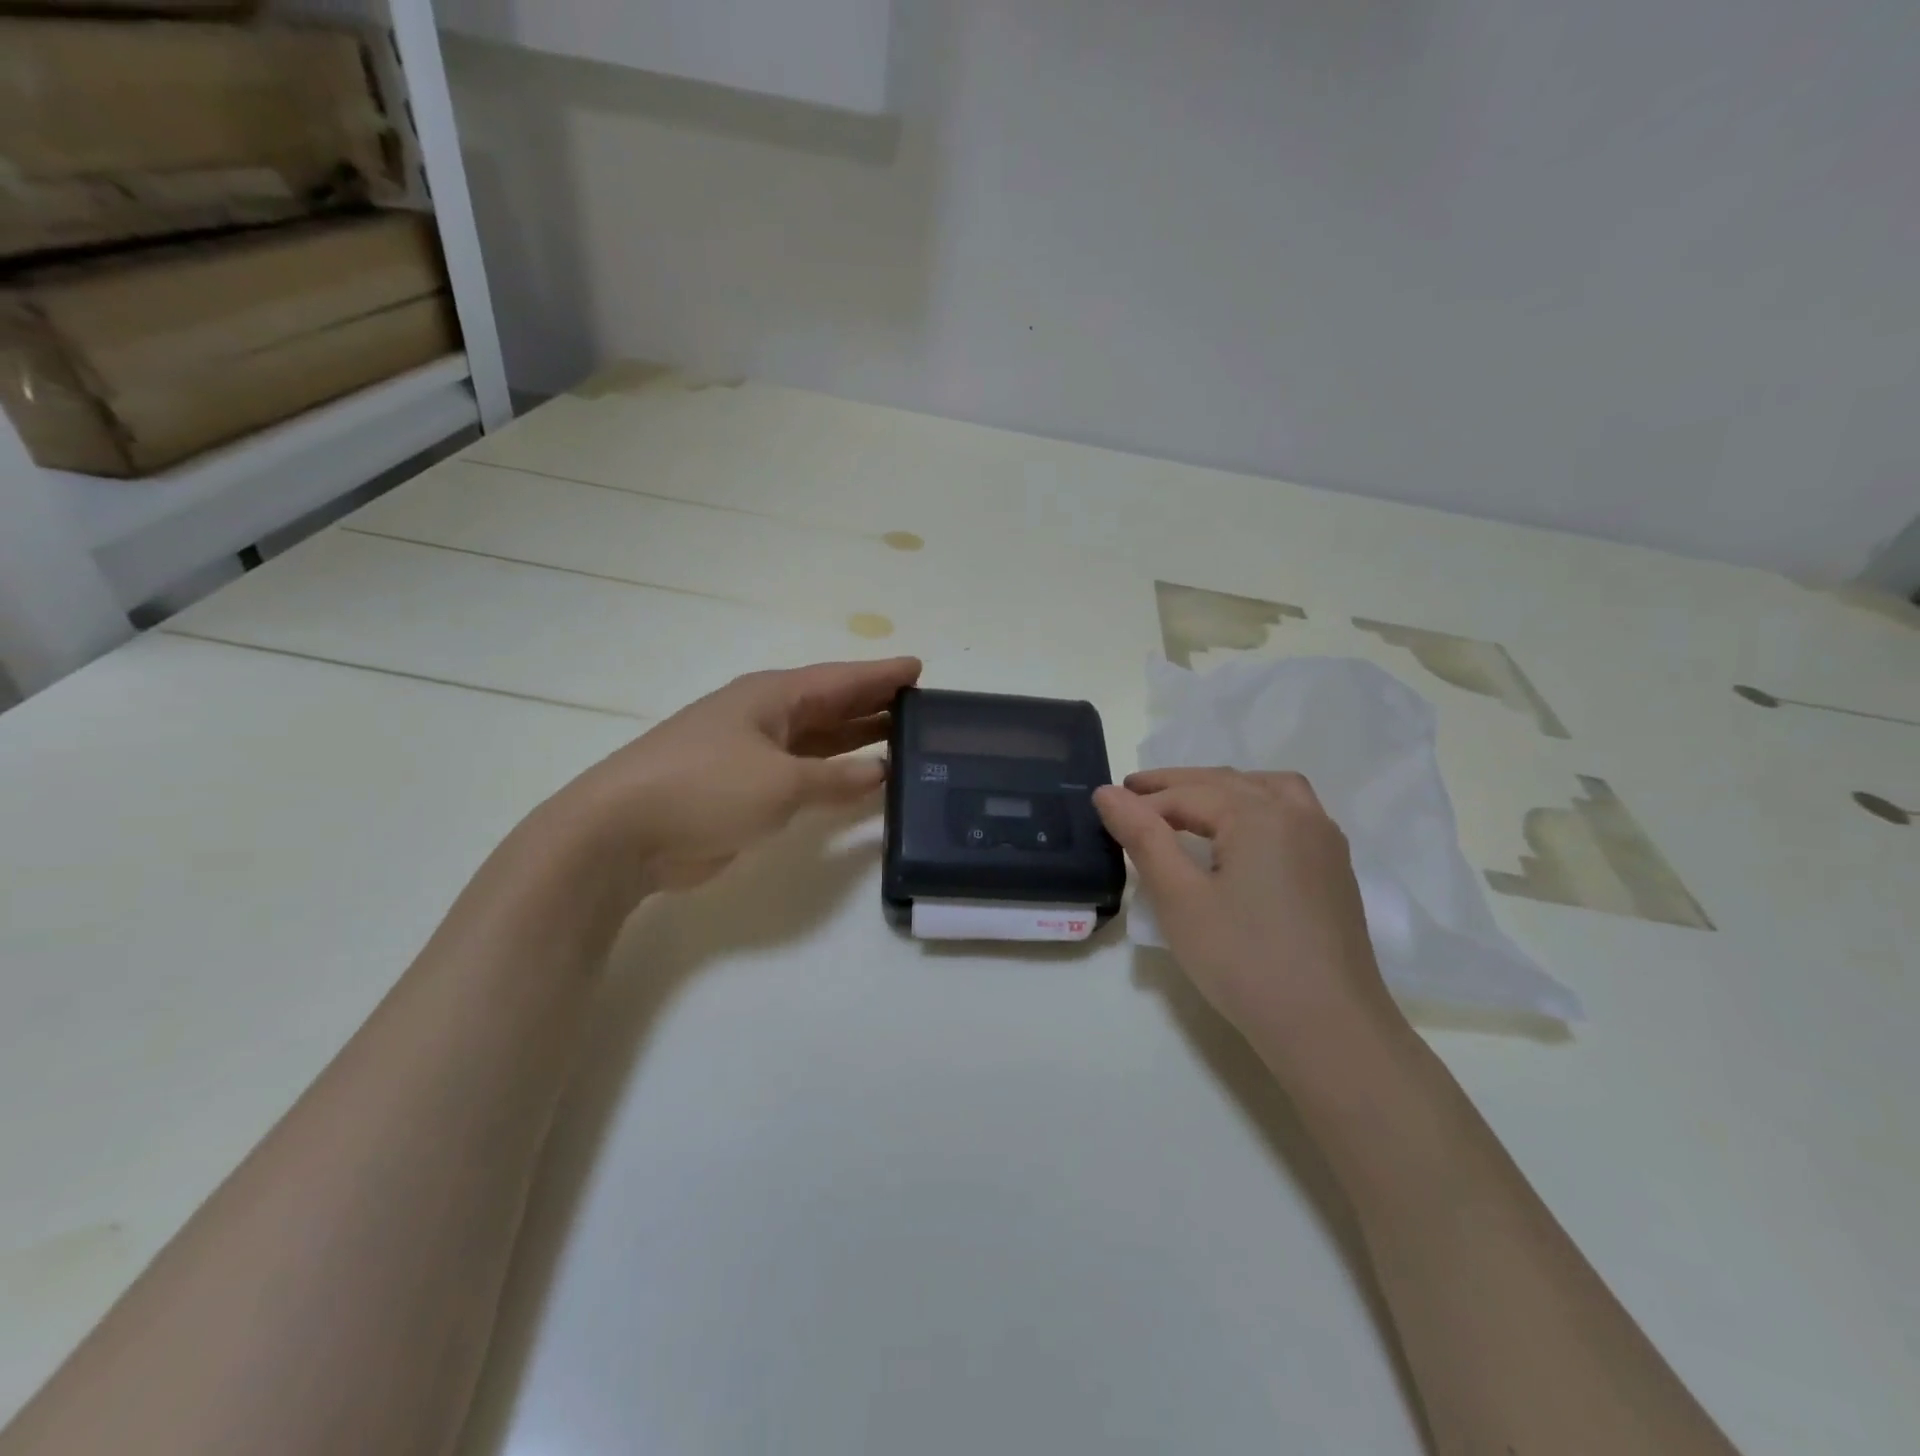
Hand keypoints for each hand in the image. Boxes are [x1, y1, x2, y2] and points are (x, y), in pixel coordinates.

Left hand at [556, 657, 921, 897]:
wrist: (621, 833)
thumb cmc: (706, 789)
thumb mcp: (782, 783)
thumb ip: (836, 779)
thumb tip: (879, 772)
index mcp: (772, 697)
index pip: (841, 679)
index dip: (881, 675)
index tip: (919, 668)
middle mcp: (764, 717)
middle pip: (831, 705)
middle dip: (874, 705)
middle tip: (921, 707)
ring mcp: (751, 753)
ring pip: (817, 740)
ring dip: (856, 739)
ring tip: (902, 739)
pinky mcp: (742, 788)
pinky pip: (802, 773)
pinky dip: (831, 774)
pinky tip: (858, 781)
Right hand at [1094, 768, 1398, 1061]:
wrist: (1329, 1029)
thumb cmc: (1243, 961)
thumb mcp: (1179, 897)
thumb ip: (1143, 837)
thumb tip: (1107, 793)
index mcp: (1259, 814)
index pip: (1187, 795)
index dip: (1143, 802)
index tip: (1105, 809)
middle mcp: (1297, 813)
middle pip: (1226, 782)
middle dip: (1176, 785)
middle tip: (1133, 790)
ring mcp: (1324, 840)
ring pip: (1266, 789)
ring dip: (1222, 788)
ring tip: (1188, 801)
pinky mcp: (1335, 868)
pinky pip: (1291, 813)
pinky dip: (1255, 805)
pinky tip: (1239, 834)